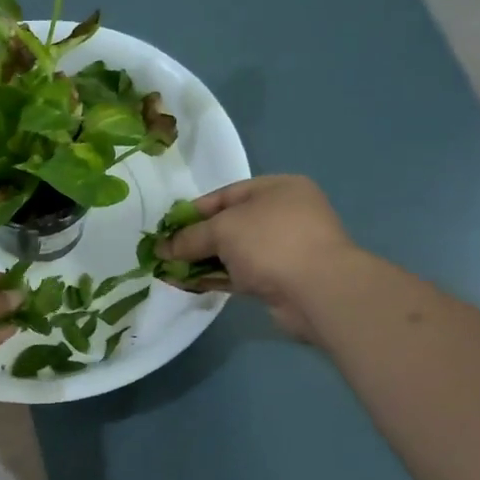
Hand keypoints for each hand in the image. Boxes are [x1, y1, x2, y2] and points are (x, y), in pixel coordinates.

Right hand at [156, 175, 360, 339]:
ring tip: (170, 271)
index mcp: (278, 189)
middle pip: (230, 224)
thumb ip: (190, 237)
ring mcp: (285, 249)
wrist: (318, 291)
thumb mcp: (223, 229)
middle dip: (197, 239)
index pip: (227, 194)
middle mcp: (284, 215)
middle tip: (166, 252)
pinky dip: (217, 278)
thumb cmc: (271, 242)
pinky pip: (241, 275)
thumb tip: (161, 248)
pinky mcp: (281, 280)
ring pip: (235, 252)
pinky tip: (189, 284)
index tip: (168, 227)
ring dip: (203, 261)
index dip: (194, 210)